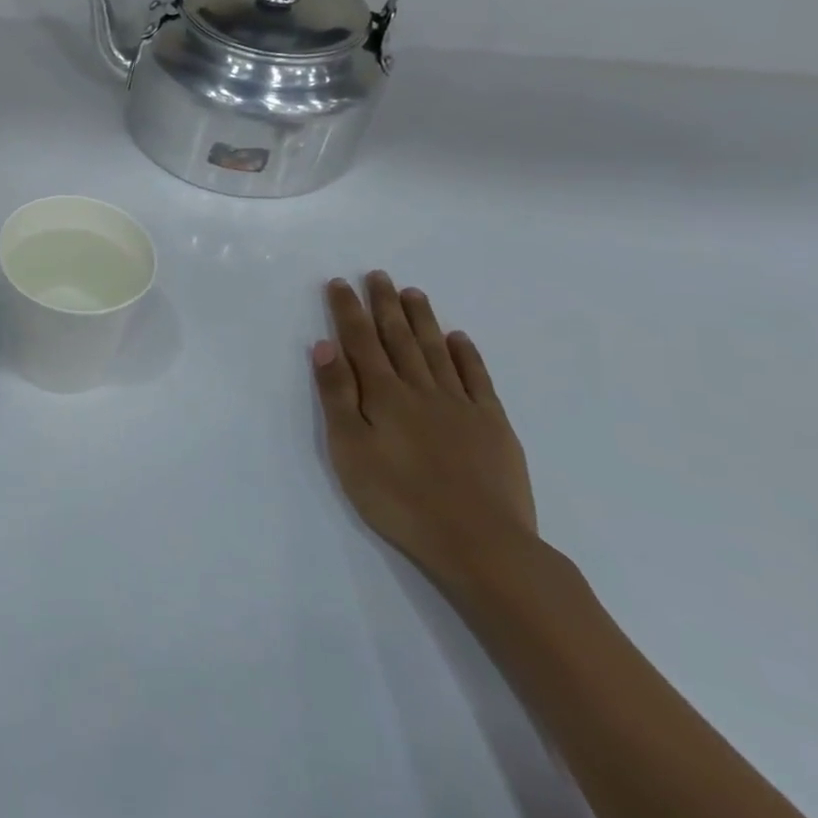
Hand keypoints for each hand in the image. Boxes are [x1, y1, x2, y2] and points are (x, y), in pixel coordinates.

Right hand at [311, 273, 538, 594]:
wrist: (480, 542)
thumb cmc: (398, 498)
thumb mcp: (349, 448)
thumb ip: (337, 395)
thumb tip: (325, 345)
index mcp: (382, 395)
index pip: (360, 341)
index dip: (348, 310)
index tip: (340, 283)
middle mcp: (421, 389)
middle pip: (399, 338)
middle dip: (385, 304)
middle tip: (378, 275)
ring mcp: (461, 405)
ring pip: (437, 350)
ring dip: (422, 320)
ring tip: (412, 293)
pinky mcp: (493, 425)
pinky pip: (477, 378)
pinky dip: (466, 355)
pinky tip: (459, 339)